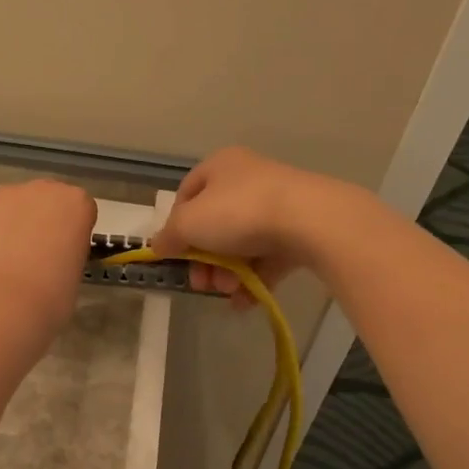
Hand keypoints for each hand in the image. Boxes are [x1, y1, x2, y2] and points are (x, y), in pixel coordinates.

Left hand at [0, 180, 97, 334]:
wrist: (1, 305)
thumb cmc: (50, 298)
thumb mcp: (74, 272)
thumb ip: (65, 251)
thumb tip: (48, 257)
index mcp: (75, 203)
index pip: (78, 209)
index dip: (69, 232)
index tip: (62, 254)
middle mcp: (40, 189)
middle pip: (42, 200)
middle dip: (38, 221)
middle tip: (30, 257)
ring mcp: (1, 195)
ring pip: (7, 207)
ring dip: (6, 226)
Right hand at [150, 147, 347, 308]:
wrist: (310, 220)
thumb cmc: (239, 212)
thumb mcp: (189, 223)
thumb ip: (169, 235)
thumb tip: (158, 246)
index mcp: (219, 166)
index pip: (186, 195)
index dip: (175, 226)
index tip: (174, 254)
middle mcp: (247, 179)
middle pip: (214, 224)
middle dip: (204, 259)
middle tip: (202, 283)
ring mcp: (276, 205)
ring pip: (240, 243)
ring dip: (227, 272)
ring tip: (229, 291)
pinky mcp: (299, 230)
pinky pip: (268, 257)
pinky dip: (253, 279)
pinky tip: (244, 301)